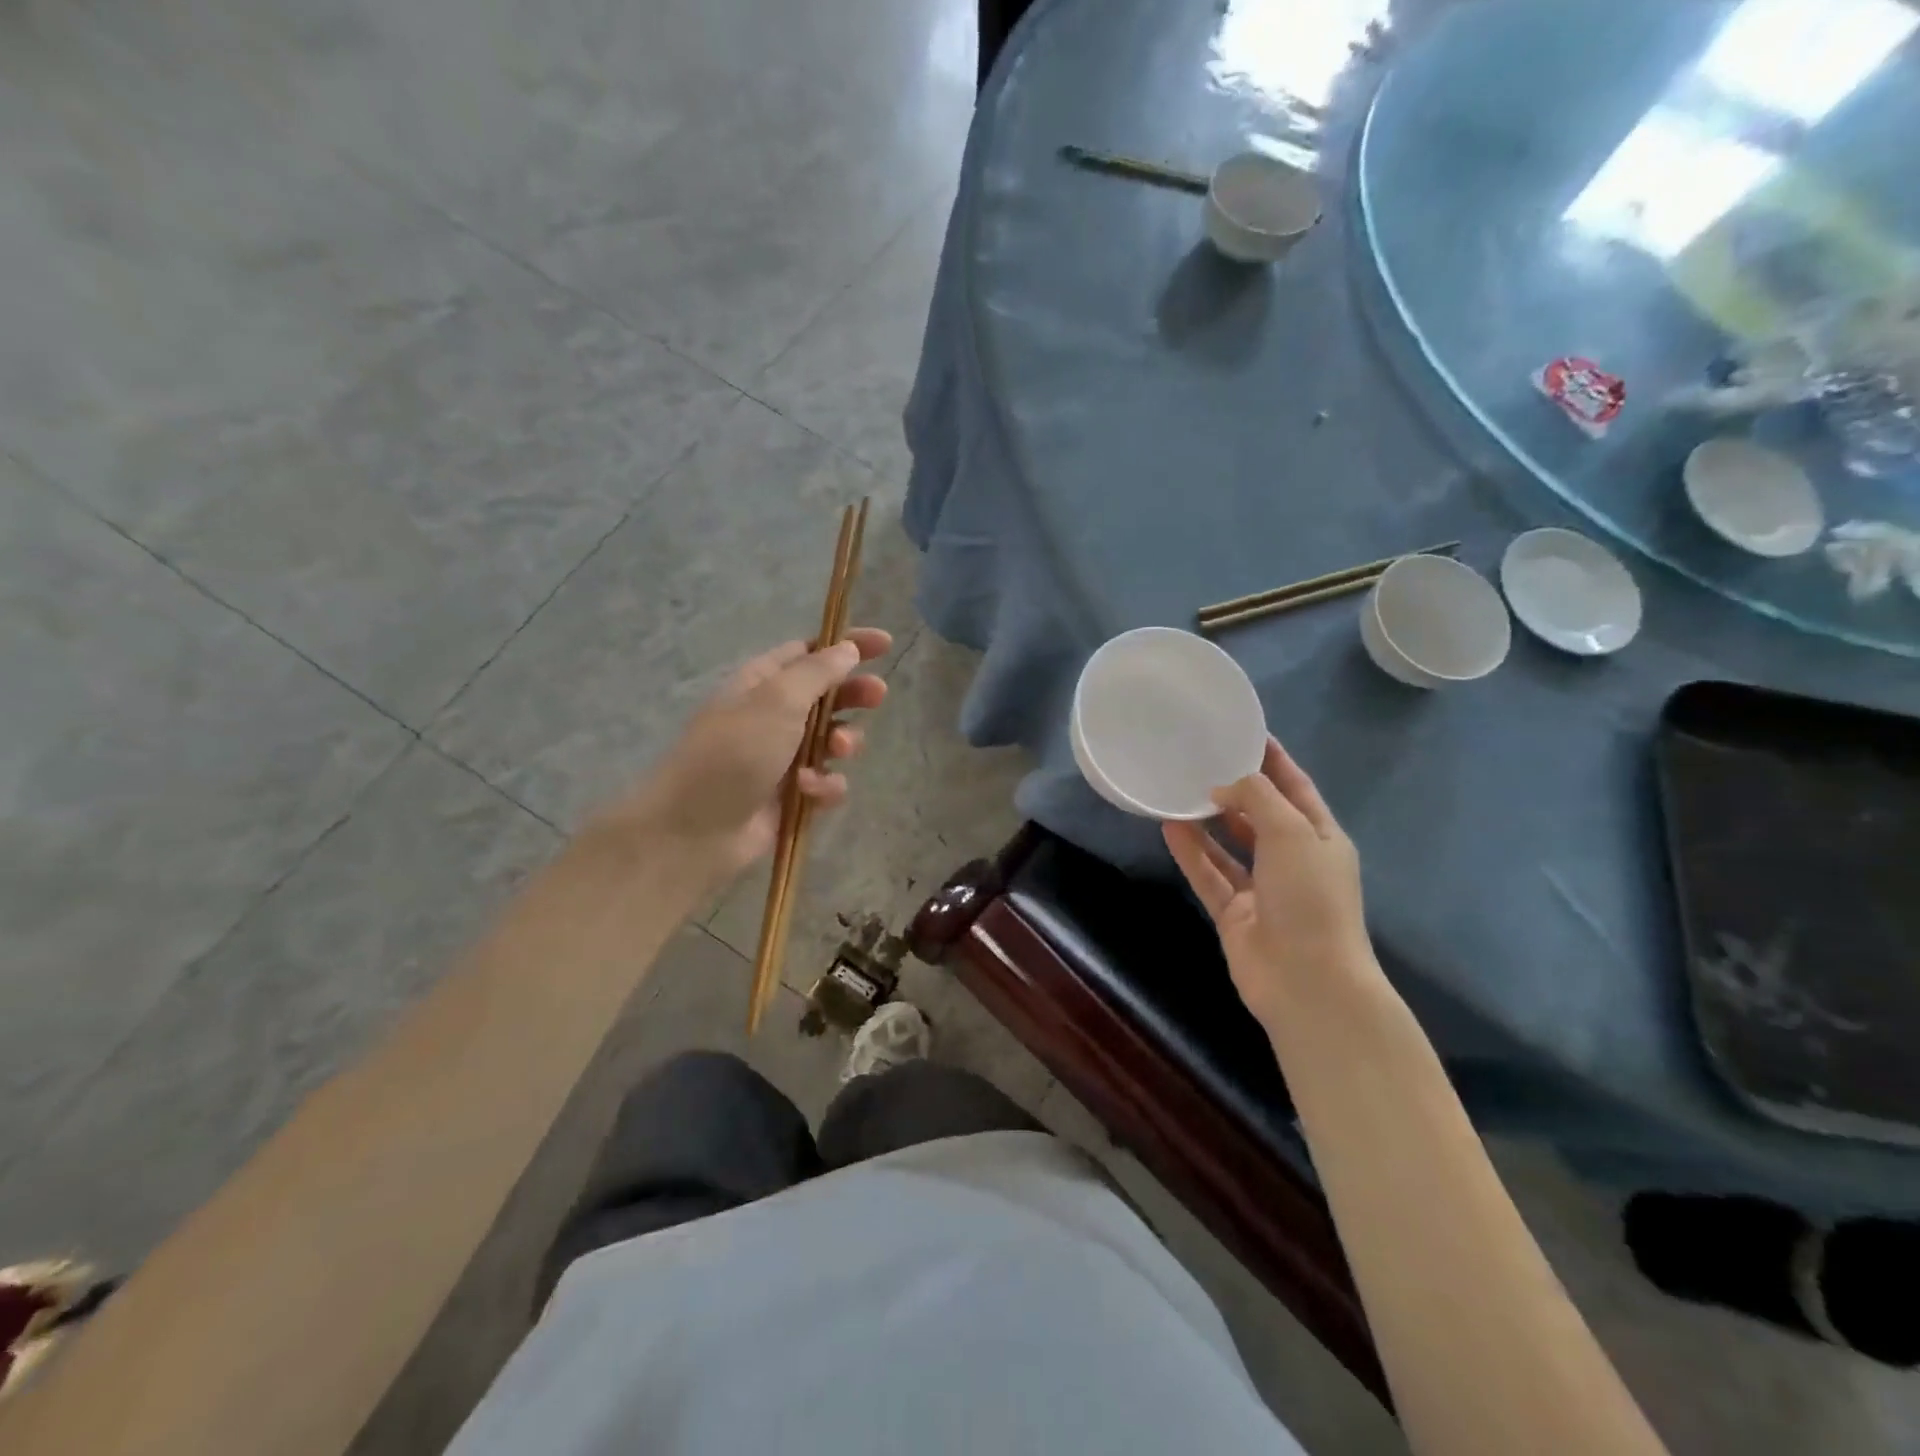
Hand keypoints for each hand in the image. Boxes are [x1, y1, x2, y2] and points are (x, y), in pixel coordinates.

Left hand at [607, 628, 890, 885]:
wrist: (695, 830)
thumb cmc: (733, 753)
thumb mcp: (777, 701)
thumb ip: (818, 672)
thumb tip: (847, 648)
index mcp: (763, 683)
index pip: (811, 652)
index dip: (847, 645)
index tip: (885, 645)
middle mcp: (774, 715)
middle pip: (828, 695)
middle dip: (854, 695)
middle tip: (877, 696)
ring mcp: (783, 757)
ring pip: (834, 740)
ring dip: (844, 742)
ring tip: (837, 751)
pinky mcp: (792, 795)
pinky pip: (827, 781)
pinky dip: (825, 785)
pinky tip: (809, 792)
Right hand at [1163, 738, 1372, 1029]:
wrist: (1306, 981)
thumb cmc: (1310, 897)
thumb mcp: (1292, 832)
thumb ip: (1257, 798)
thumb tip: (1224, 787)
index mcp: (1320, 837)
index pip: (1295, 788)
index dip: (1273, 760)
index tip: (1245, 733)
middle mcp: (1292, 860)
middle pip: (1260, 815)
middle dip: (1235, 789)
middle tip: (1200, 759)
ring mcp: (1262, 889)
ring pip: (1228, 846)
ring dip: (1206, 821)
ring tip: (1177, 789)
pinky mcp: (1234, 913)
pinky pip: (1208, 874)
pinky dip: (1191, 853)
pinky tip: (1168, 827)